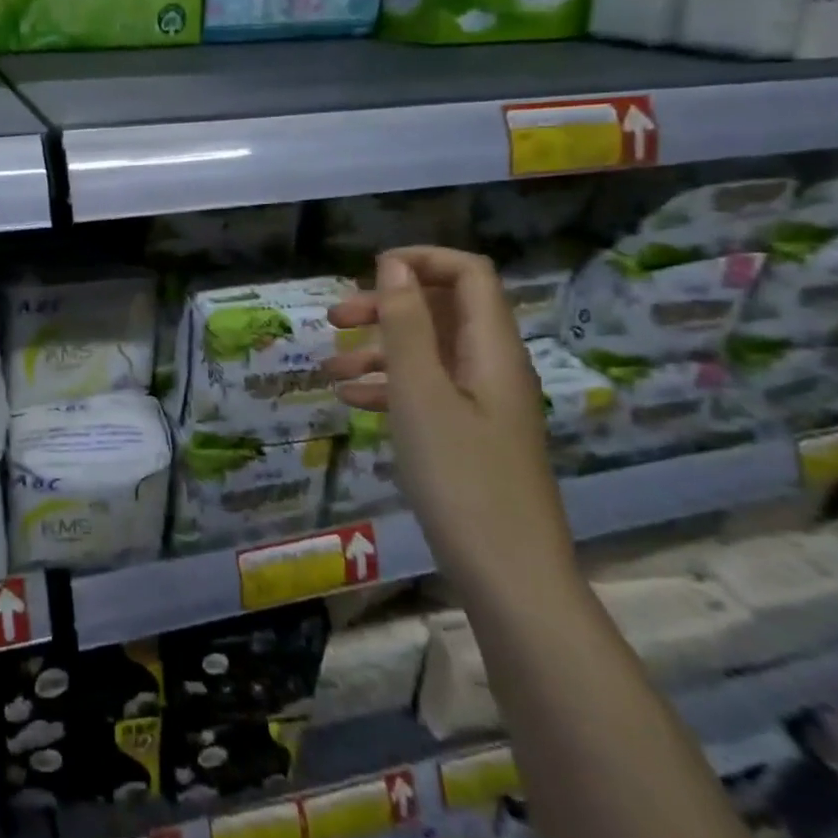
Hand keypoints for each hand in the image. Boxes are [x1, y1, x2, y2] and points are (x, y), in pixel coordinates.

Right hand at [325, 247, 575, 597]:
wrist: (508, 577)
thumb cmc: (461, 480)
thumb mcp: (421, 396)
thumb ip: (407, 327)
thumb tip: (393, 265)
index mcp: (492, 349)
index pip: (468, 274)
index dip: (421, 261)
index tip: (367, 274)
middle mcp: (492, 367)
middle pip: (442, 311)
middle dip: (387, 306)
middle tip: (335, 319)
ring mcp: (483, 404)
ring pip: (429, 354)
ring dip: (380, 350)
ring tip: (329, 369)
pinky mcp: (470, 437)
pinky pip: (428, 392)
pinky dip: (390, 388)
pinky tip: (352, 402)